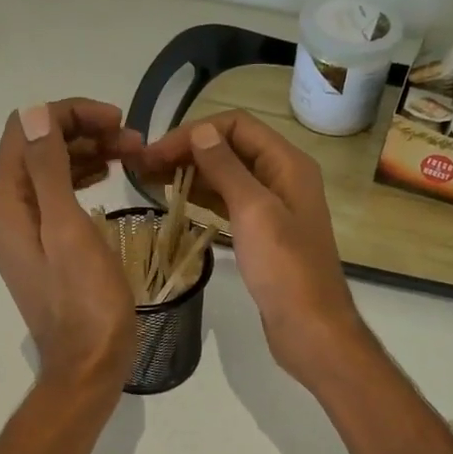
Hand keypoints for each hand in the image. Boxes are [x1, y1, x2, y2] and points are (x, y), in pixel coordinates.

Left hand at [0, 100, 143, 396]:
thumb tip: (35, 113)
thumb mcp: (67, 229)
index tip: (119, 122)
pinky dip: (83, 179)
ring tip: (131, 155)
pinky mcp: (41, 245)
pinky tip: (110, 178)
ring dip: (87, 153)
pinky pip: (56, 196)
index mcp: (5, 203)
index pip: (26, 130)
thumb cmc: (85, 300)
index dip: (70, 114)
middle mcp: (5, 211)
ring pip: (50, 170)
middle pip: (37, 147)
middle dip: (83, 132)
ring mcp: (22, 230)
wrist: (88, 363)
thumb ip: (49, 169)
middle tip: (134, 141)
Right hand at [137, 111, 367, 387]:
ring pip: (227, 176)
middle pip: (230, 148)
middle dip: (187, 150)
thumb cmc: (285, 268)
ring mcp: (273, 207)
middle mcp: (282, 178)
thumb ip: (226, 168)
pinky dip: (202, 197)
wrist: (310, 327)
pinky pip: (228, 203)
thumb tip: (201, 131)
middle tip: (142, 167)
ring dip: (191, 173)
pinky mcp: (262, 234)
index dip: (194, 132)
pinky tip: (175, 201)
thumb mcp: (254, 211)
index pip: (236, 126)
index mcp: (287, 164)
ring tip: (150, 180)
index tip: (155, 153)